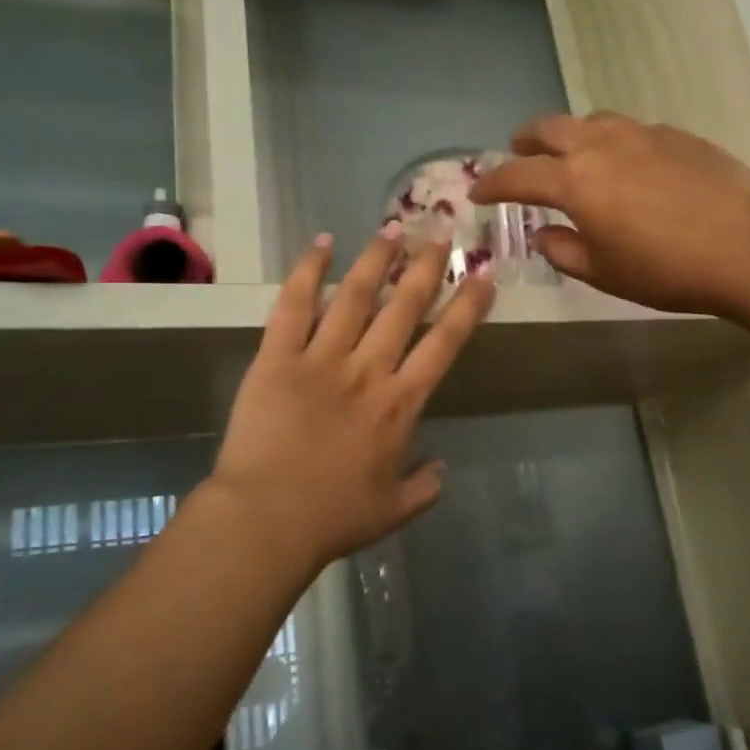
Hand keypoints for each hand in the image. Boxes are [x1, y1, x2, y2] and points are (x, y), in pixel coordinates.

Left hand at [207, 232, 494, 572]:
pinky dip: (308, 271)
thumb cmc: (333, 519)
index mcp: (400, 404)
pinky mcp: (277, 358)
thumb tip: (441, 466)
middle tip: (440, 234)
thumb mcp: (394, 510)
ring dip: (378, 259)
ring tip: (393, 228)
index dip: (467, 307)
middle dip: (427, 267)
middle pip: (405, 307)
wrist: (266, 521)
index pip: (443, 343)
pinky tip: (323, 243)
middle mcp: (368, 370)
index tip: (483, 276)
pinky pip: (295, 305)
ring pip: (356, 296)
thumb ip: (425, 486)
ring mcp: (321, 359)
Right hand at [470, 112, 749, 317]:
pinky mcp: (676, 134)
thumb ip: (564, 251)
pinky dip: (610, 141)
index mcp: (575, 181)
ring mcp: (641, 133)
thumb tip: (543, 234)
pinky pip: (628, 129)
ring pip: (590, 120)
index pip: (517, 176)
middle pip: (549, 128)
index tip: (478, 192)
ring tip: (571, 155)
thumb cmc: (667, 268)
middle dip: (525, 142)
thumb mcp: (604, 272)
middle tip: (518, 154)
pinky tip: (626, 164)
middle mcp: (601, 145)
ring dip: (569, 135)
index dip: (492, 184)